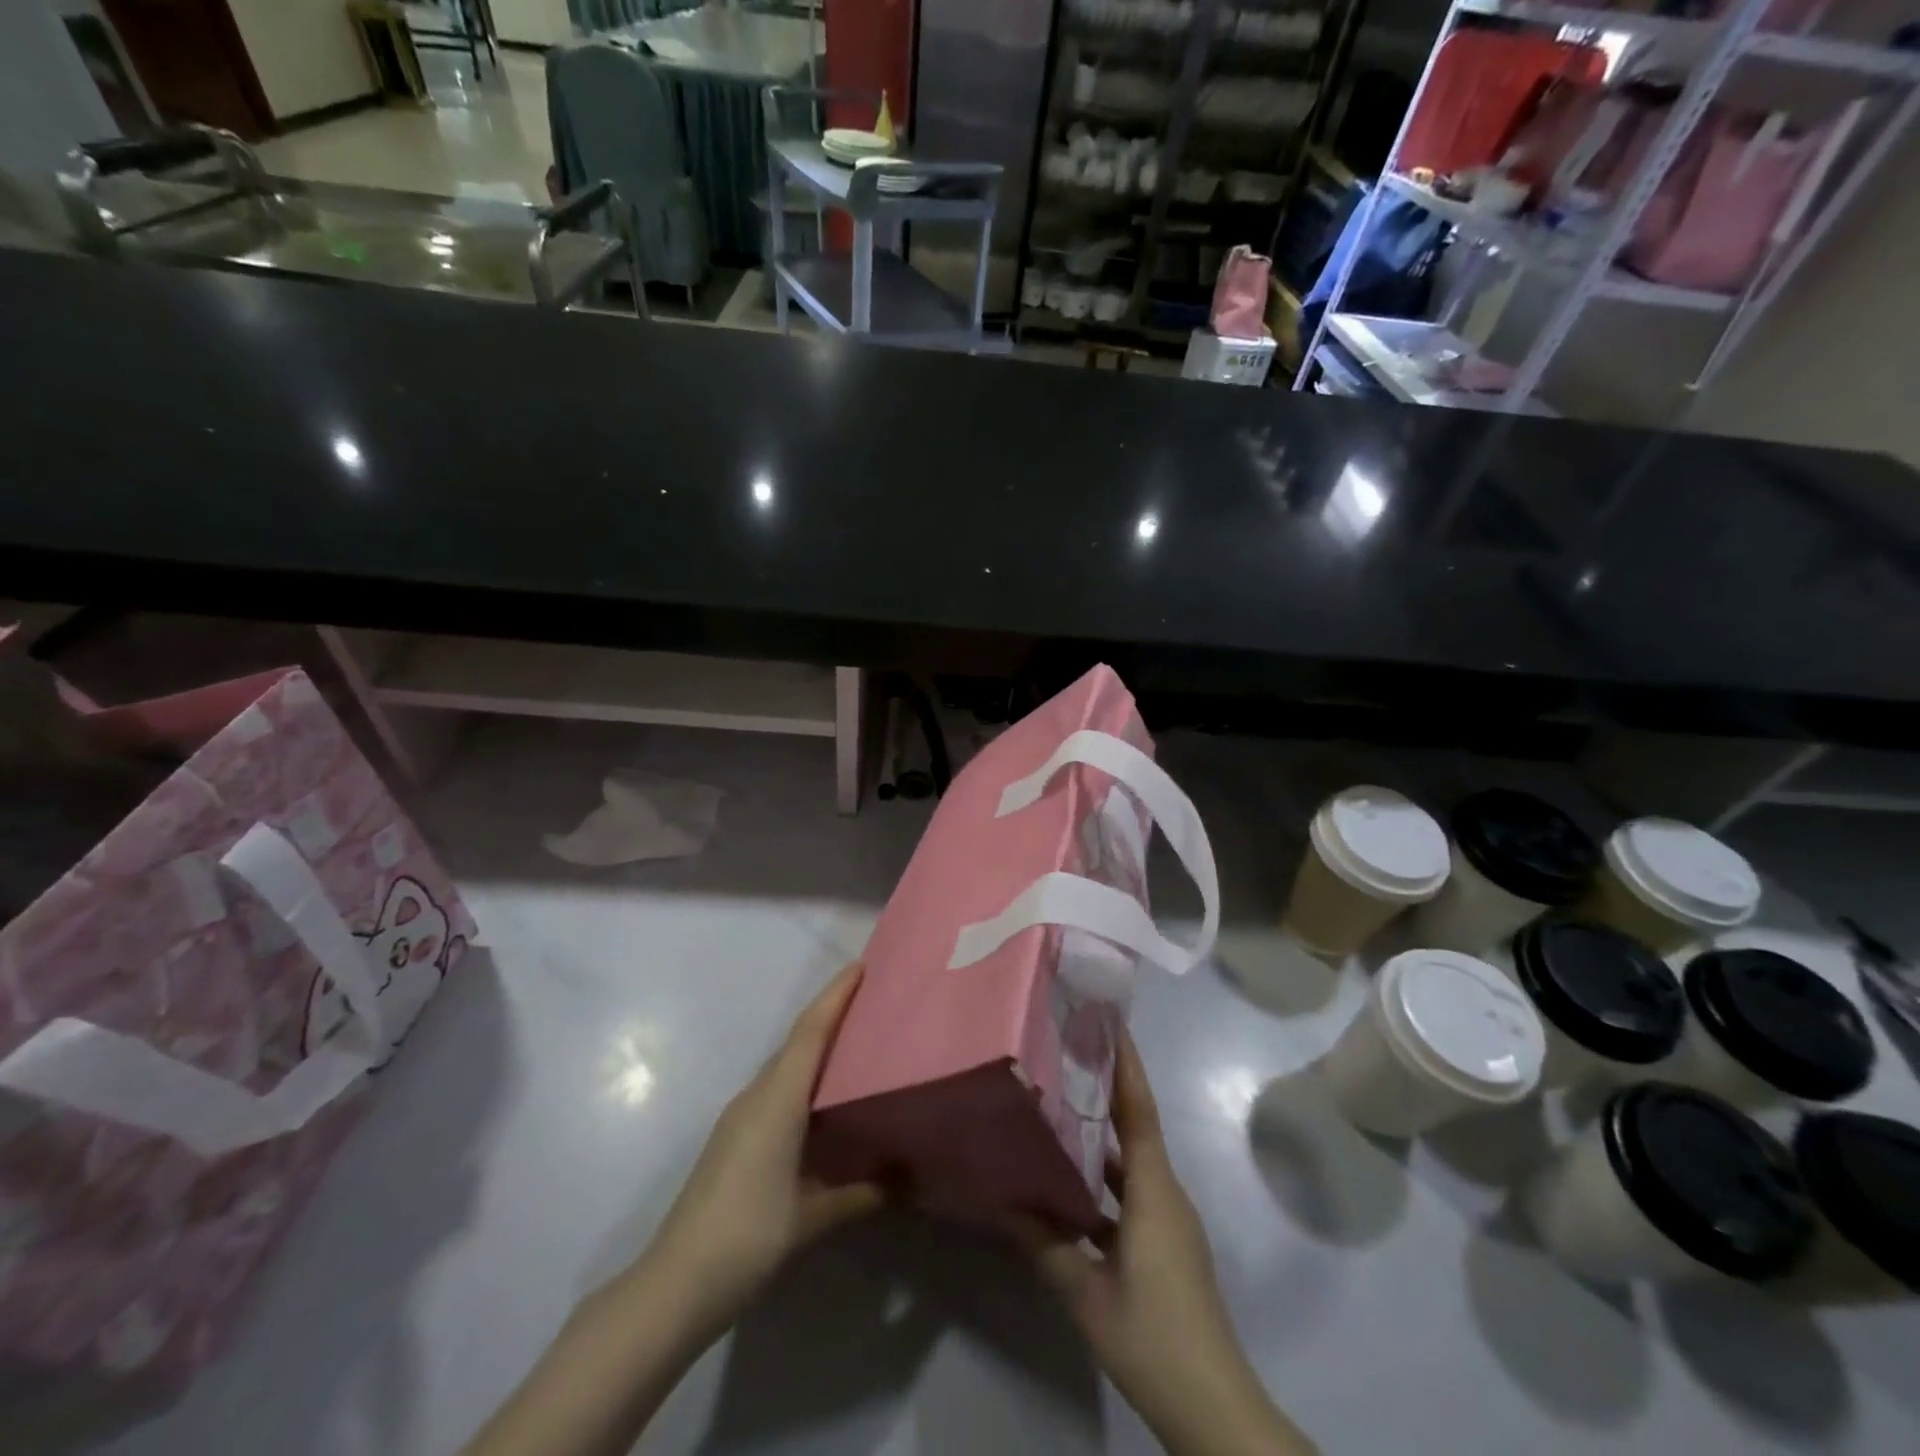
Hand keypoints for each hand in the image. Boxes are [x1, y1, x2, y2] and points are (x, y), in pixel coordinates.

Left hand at [646, 963, 882, 1340]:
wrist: (674, 1284)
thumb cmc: (748, 1237)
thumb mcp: (814, 1217)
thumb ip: (864, 1193)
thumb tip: (910, 1179)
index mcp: (778, 1100)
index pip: (810, 1031)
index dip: (836, 995)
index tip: (862, 967)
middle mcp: (757, 1095)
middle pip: (798, 1041)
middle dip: (832, 1014)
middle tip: (874, 1004)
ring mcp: (740, 1116)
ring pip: (784, 1065)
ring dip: (816, 1047)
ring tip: (857, 1045)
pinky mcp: (733, 1137)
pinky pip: (775, 1088)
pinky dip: (802, 1077)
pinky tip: (823, 1101)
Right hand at [1015, 1033, 1316, 1455]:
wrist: (1214, 1407)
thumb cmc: (1152, 1335)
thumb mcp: (1087, 1294)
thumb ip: (1045, 1244)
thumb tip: (1003, 1202)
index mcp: (1154, 1191)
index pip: (1140, 1110)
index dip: (1126, 1064)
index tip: (1108, 1021)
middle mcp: (1166, 1193)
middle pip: (1136, 1126)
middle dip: (1107, 1086)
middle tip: (1068, 1054)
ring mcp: (1169, 1220)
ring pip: (1133, 1161)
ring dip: (1102, 1133)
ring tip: (1060, 1107)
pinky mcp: (1166, 1243)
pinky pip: (1132, 1191)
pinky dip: (1104, 1176)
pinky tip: (1069, 1184)